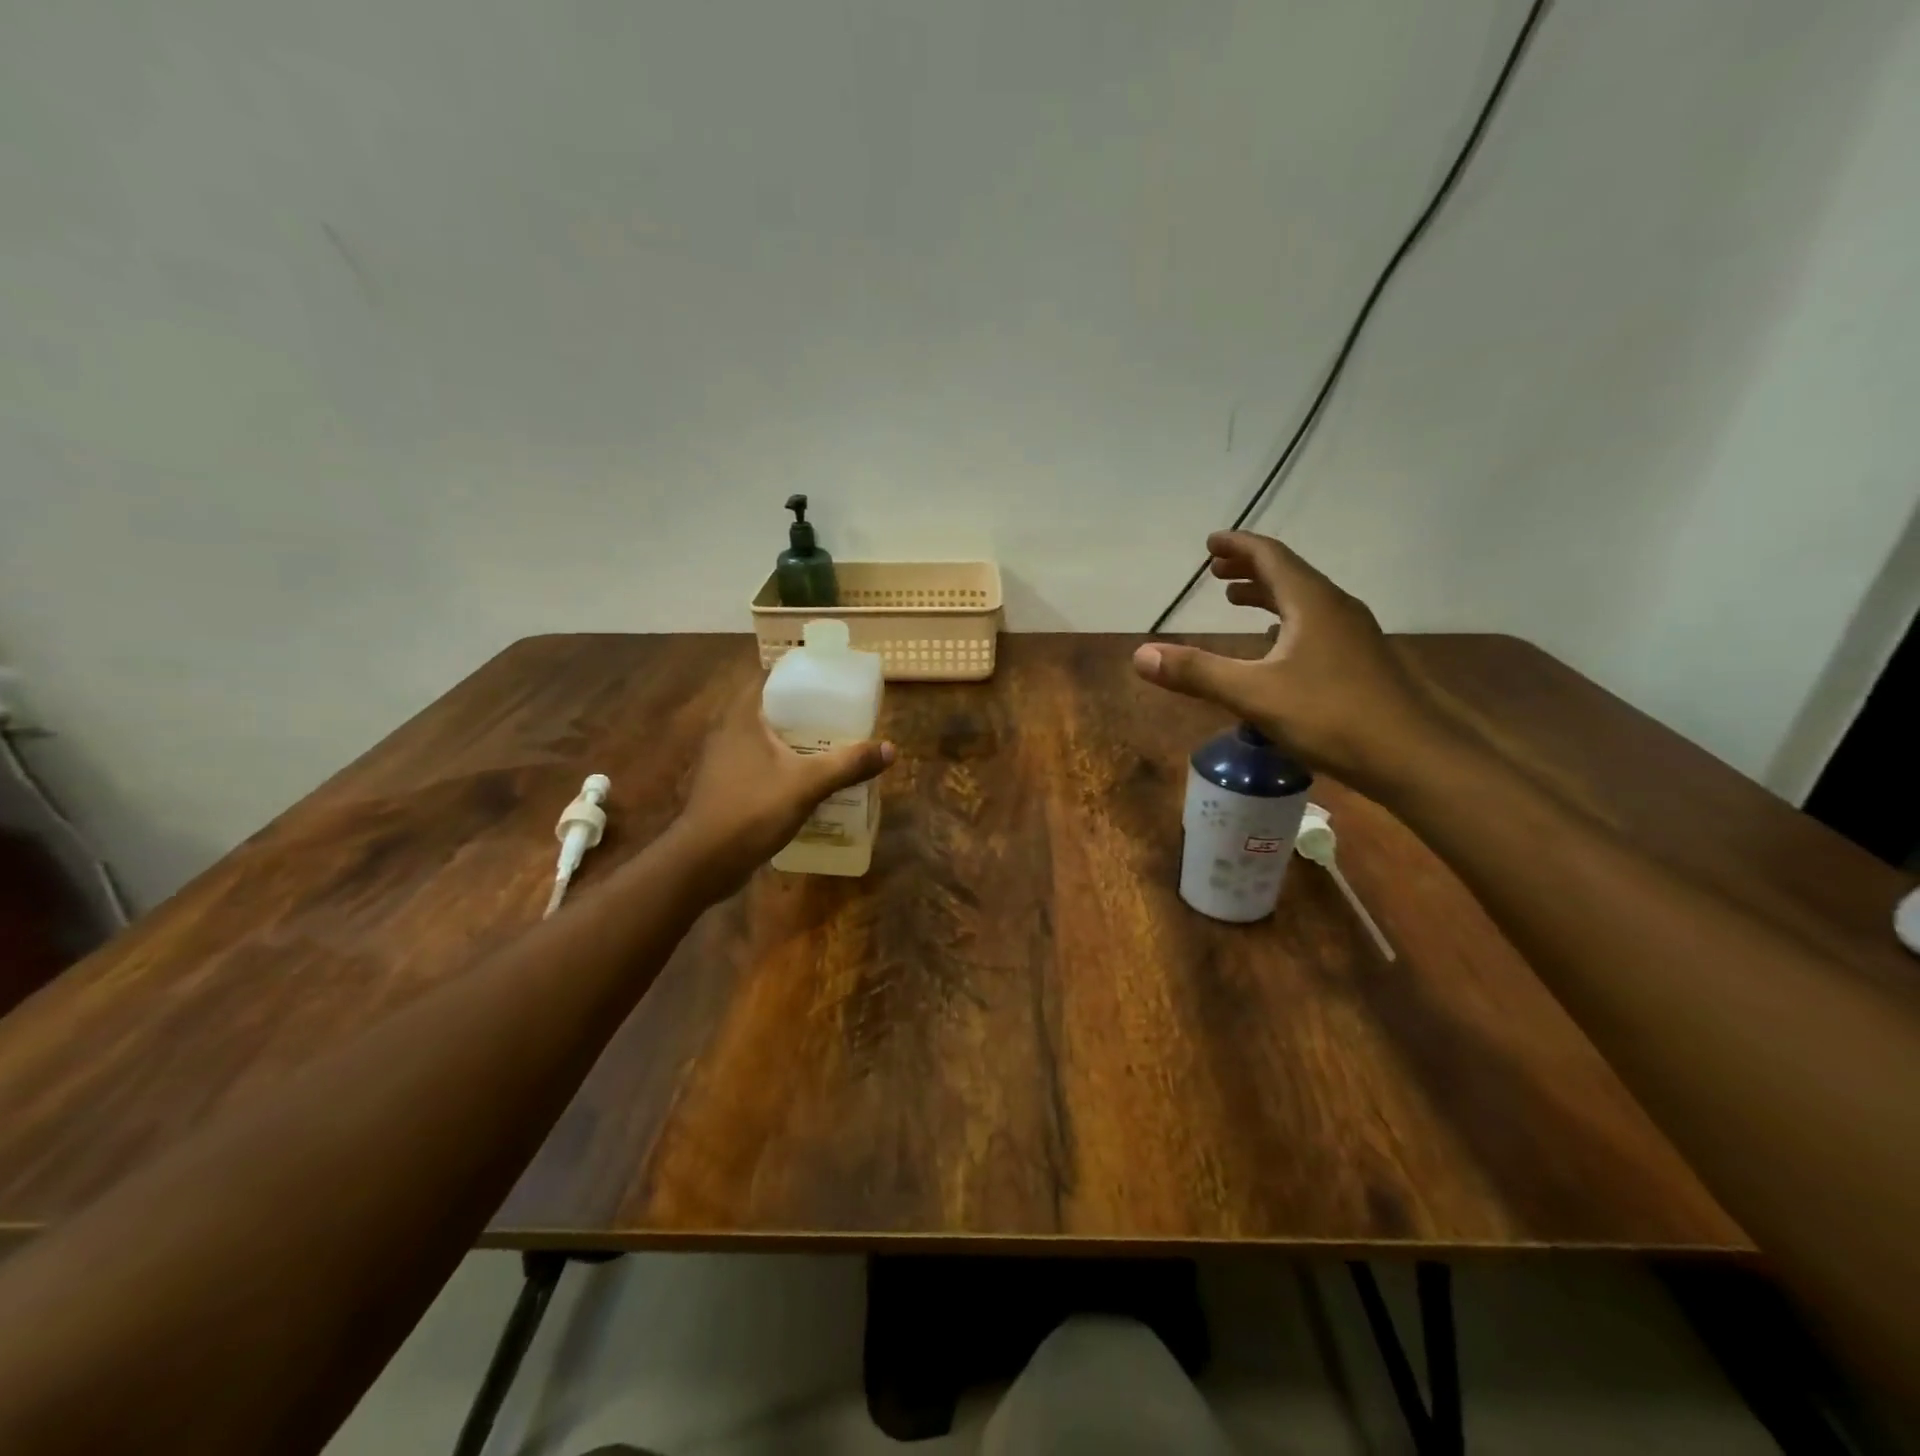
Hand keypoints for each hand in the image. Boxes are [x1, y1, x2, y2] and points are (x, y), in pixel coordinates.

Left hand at [675, 683, 894, 892]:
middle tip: (842, 720)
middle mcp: (730, 733)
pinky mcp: (726, 788)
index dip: (801, 678)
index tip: (832, 685)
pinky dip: (785, 770)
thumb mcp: (807, 784)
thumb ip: (848, 764)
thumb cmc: (752, 810)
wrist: (704, 861)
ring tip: (832, 750)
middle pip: (774, 712)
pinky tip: (809, 784)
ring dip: (797, 746)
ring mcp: (725, 762)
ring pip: (768, 743)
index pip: (772, 681)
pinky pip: (762, 768)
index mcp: (744, 718)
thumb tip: (890, 749)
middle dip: (807, 717)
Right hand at [1132, 531, 1449, 796]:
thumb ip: (1197, 672)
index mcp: (1311, 602)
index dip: (1238, 546)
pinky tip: (1275, 646)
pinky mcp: (1361, 661)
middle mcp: (1335, 608)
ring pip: (1303, 601)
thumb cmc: (1331, 716)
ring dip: (1267, 595)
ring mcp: (1353, 635)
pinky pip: (1315, 625)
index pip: (1270, 556)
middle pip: (1288, 574)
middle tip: (1215, 571)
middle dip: (1249, 569)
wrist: (1412, 756)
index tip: (1210, 542)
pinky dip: (1286, 622)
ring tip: (1236, 601)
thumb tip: (1140, 655)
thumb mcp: (1254, 694)